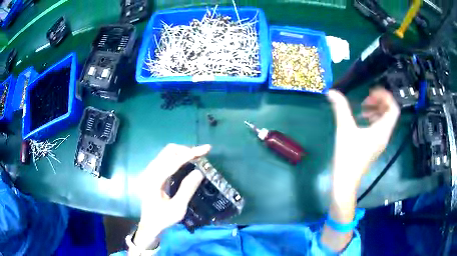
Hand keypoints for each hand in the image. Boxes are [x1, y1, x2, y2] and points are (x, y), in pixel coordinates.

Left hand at [134, 144, 210, 249]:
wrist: (149, 224)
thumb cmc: (163, 218)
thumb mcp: (178, 208)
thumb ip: (187, 189)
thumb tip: (200, 172)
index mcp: (154, 180)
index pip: (173, 161)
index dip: (191, 153)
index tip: (206, 148)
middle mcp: (149, 172)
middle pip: (168, 151)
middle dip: (186, 150)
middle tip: (201, 156)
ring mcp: (149, 171)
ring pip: (166, 153)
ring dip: (182, 152)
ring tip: (197, 158)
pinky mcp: (152, 173)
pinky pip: (165, 159)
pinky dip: (177, 157)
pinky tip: (186, 163)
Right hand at [327, 88, 399, 194]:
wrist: (345, 181)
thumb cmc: (348, 156)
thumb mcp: (344, 129)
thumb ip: (340, 108)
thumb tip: (332, 92)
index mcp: (382, 130)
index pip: (393, 109)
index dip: (385, 97)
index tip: (371, 92)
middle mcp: (384, 135)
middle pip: (390, 113)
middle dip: (379, 102)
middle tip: (366, 99)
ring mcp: (380, 142)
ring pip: (385, 121)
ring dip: (376, 110)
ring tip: (363, 108)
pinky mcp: (374, 146)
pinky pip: (379, 128)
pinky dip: (373, 120)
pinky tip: (361, 120)